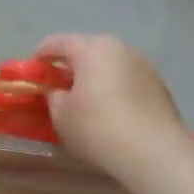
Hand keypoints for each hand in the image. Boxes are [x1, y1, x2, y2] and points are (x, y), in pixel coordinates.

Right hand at [36, 33, 190, 178]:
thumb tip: (59, 91)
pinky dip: (116, 87)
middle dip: (72, 63)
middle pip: (88, 48)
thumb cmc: (97, 128)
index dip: (42, 54)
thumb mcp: (62, 116)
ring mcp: (143, 64)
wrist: (154, 150)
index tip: (33, 68)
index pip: (58, 42)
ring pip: (111, 63)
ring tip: (88, 96)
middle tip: (60, 82)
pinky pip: (128, 78)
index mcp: (91, 49)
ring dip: (97, 74)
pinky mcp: (159, 84)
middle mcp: (119, 48)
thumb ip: (54, 97)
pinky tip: (112, 108)